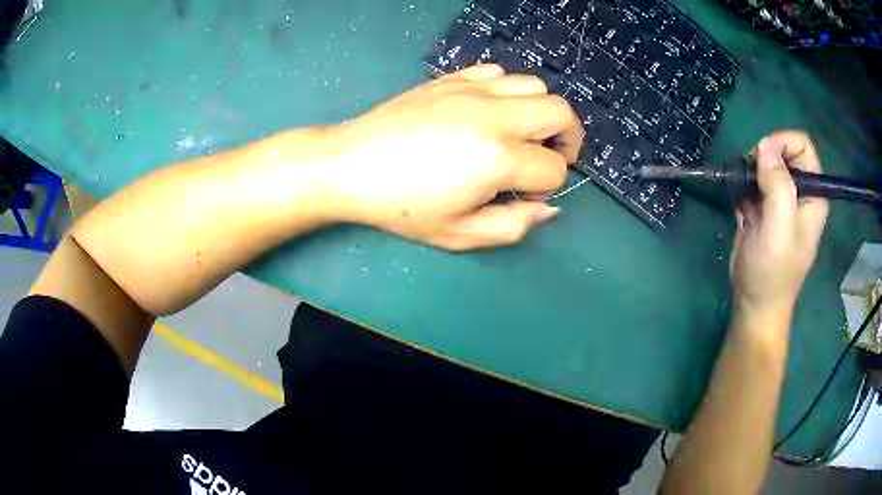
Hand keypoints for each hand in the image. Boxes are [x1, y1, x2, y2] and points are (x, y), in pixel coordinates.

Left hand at [315, 64, 582, 249]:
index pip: (553, 169)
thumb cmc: (401, 207)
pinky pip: (498, 73)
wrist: (350, 166)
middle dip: (569, 139)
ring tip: (522, 134)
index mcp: (496, 158)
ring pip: (534, 85)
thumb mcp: (459, 235)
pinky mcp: (452, 78)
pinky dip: (508, 91)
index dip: (547, 188)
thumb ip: (514, 226)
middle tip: (550, 158)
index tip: (524, 196)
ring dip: (540, 112)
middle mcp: (493, 115)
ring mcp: (472, 90)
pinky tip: (491, 112)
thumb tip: (547, 208)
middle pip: (561, 112)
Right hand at [729, 130, 828, 319]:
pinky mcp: (765, 208)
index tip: (762, 159)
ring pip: (766, 163)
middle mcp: (800, 192)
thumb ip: (778, 186)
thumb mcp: (779, 229)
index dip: (782, 143)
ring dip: (750, 173)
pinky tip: (742, 207)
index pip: (802, 145)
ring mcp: (782, 200)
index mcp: (813, 195)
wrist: (754, 303)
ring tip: (744, 196)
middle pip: (782, 150)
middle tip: (751, 181)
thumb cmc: (772, 272)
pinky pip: (754, 181)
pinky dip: (744, 187)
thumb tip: (764, 146)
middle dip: (763, 158)